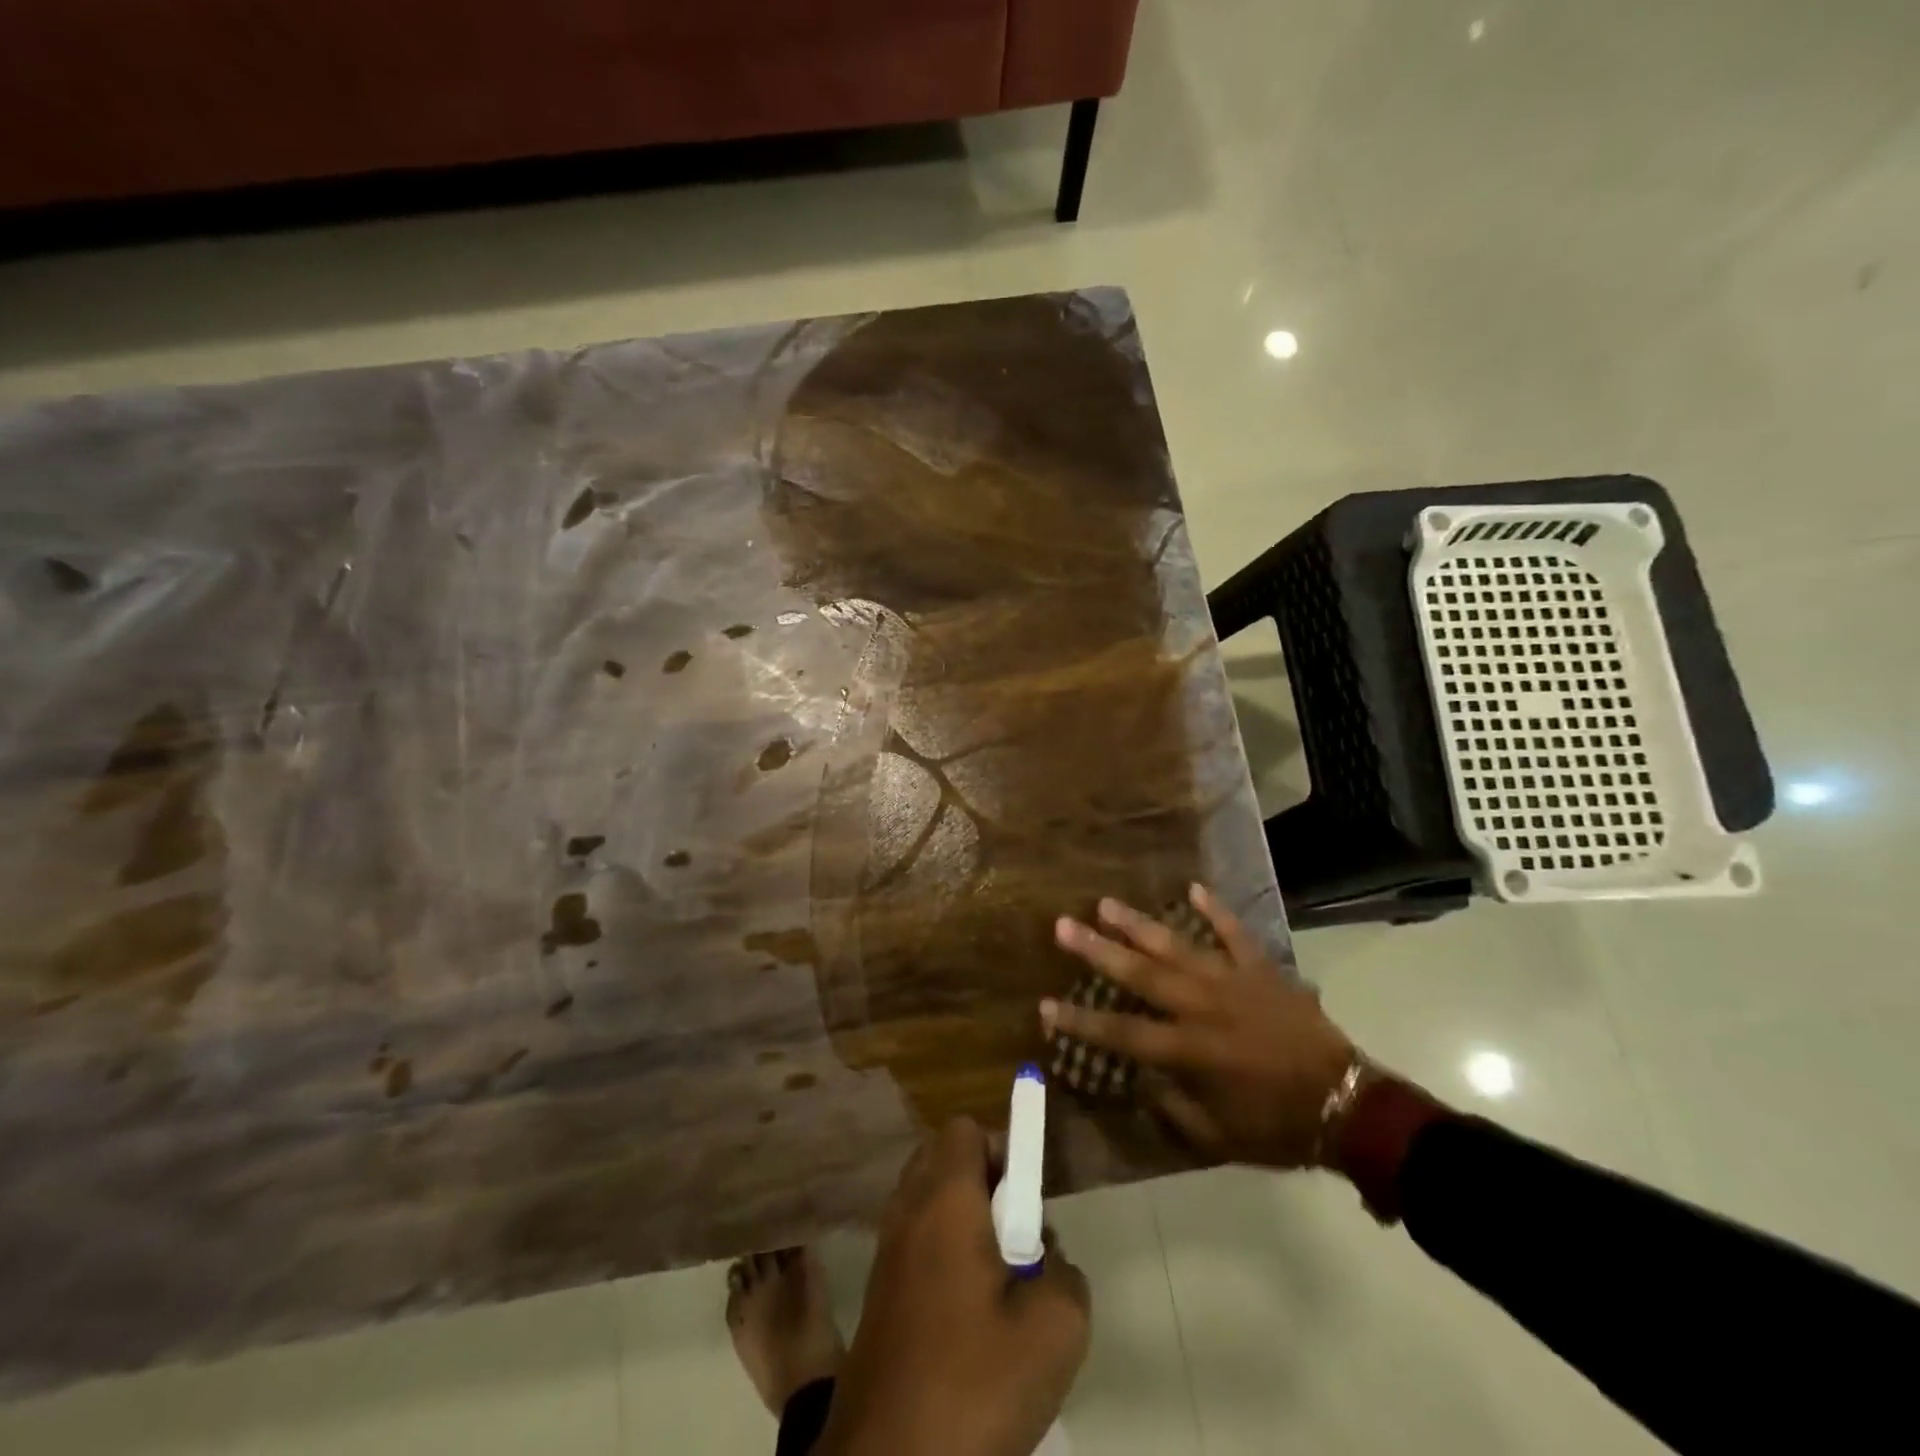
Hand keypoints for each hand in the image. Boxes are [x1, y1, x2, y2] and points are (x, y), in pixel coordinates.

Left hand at [820, 1118, 1090, 1455]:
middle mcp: (908, 1210)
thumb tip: (1047, 1260)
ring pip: (931, 1200)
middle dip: (986, 1181)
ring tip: (1000, 1280)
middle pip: (944, 1157)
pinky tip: (971, 1315)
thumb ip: (1066, 1274)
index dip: (1003, 1148)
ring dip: (967, 1220)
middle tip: (1017, 1236)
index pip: (966, 1129)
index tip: (1028, 1199)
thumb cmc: (971, 1383)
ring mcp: (887, 1250)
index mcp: (944, 1199)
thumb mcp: (1054, 1329)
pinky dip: (945, 1253)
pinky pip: (918, 1240)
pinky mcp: (880, 1291)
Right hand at [1043, 884, 1358, 1168]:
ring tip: (1106, 903)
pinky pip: (1235, 934)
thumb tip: (1142, 1077)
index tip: (1044, 1005)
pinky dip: (1216, 911)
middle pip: (1140, 975)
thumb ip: (1173, 1105)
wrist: (1347, 1107)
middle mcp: (1202, 1007)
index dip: (1080, 1021)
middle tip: (1063, 926)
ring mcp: (1232, 982)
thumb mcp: (1217, 1135)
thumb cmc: (1277, 1127)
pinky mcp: (1262, 969)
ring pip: (1177, 946)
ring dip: (1139, 925)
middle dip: (1098, 951)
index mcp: (1189, 1050)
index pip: (1121, 1033)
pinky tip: (1193, 887)